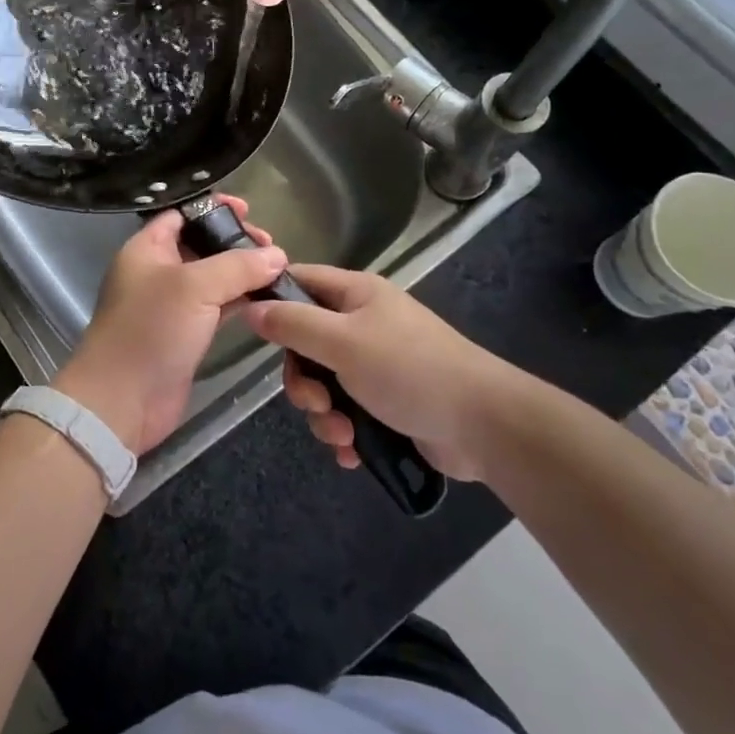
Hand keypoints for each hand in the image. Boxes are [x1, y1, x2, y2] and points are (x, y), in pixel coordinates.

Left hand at [54, 198, 285, 454]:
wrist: (122, 401)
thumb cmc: (150, 330)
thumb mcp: (194, 287)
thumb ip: (237, 266)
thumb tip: (278, 256)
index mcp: (146, 249)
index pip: (181, 214)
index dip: (214, 208)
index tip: (249, 211)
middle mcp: (157, 272)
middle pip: (201, 244)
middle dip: (235, 242)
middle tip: (272, 249)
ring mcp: (171, 305)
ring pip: (212, 278)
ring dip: (242, 273)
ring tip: (278, 271)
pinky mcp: (185, 335)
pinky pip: (216, 308)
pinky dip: (240, 301)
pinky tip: (267, 299)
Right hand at [242, 264, 524, 481]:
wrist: (483, 425)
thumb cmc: (409, 370)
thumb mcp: (342, 342)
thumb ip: (293, 324)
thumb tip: (251, 308)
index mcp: (355, 293)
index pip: (298, 281)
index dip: (271, 300)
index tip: (252, 333)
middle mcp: (362, 322)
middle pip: (305, 342)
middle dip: (303, 381)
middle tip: (316, 403)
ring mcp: (376, 363)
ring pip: (323, 383)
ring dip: (323, 414)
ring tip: (343, 436)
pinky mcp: (387, 401)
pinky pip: (346, 410)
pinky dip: (344, 431)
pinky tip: (353, 452)